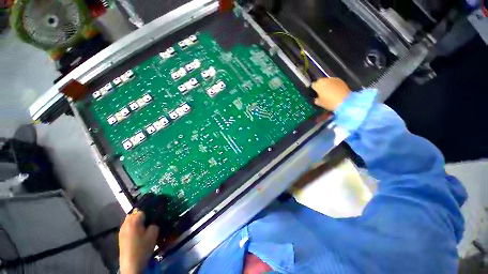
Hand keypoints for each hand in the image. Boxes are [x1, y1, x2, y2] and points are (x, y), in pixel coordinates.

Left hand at [119, 209, 158, 273]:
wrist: (131, 264)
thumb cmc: (143, 247)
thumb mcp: (153, 233)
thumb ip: (154, 222)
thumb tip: (154, 218)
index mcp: (134, 220)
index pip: (144, 208)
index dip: (151, 209)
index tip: (157, 211)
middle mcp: (126, 222)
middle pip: (136, 212)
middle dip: (144, 213)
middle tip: (152, 217)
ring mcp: (122, 229)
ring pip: (131, 218)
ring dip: (138, 219)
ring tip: (146, 223)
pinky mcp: (121, 236)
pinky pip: (128, 225)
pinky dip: (134, 224)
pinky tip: (139, 231)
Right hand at [312, 78, 350, 110]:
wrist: (345, 101)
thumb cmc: (330, 103)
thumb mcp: (320, 103)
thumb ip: (316, 99)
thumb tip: (316, 98)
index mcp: (318, 86)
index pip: (313, 85)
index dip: (313, 89)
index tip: (314, 93)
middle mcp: (324, 80)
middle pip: (320, 81)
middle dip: (320, 85)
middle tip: (321, 92)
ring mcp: (333, 79)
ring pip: (327, 81)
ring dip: (326, 84)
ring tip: (328, 91)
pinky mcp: (340, 80)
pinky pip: (333, 82)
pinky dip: (333, 85)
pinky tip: (335, 90)